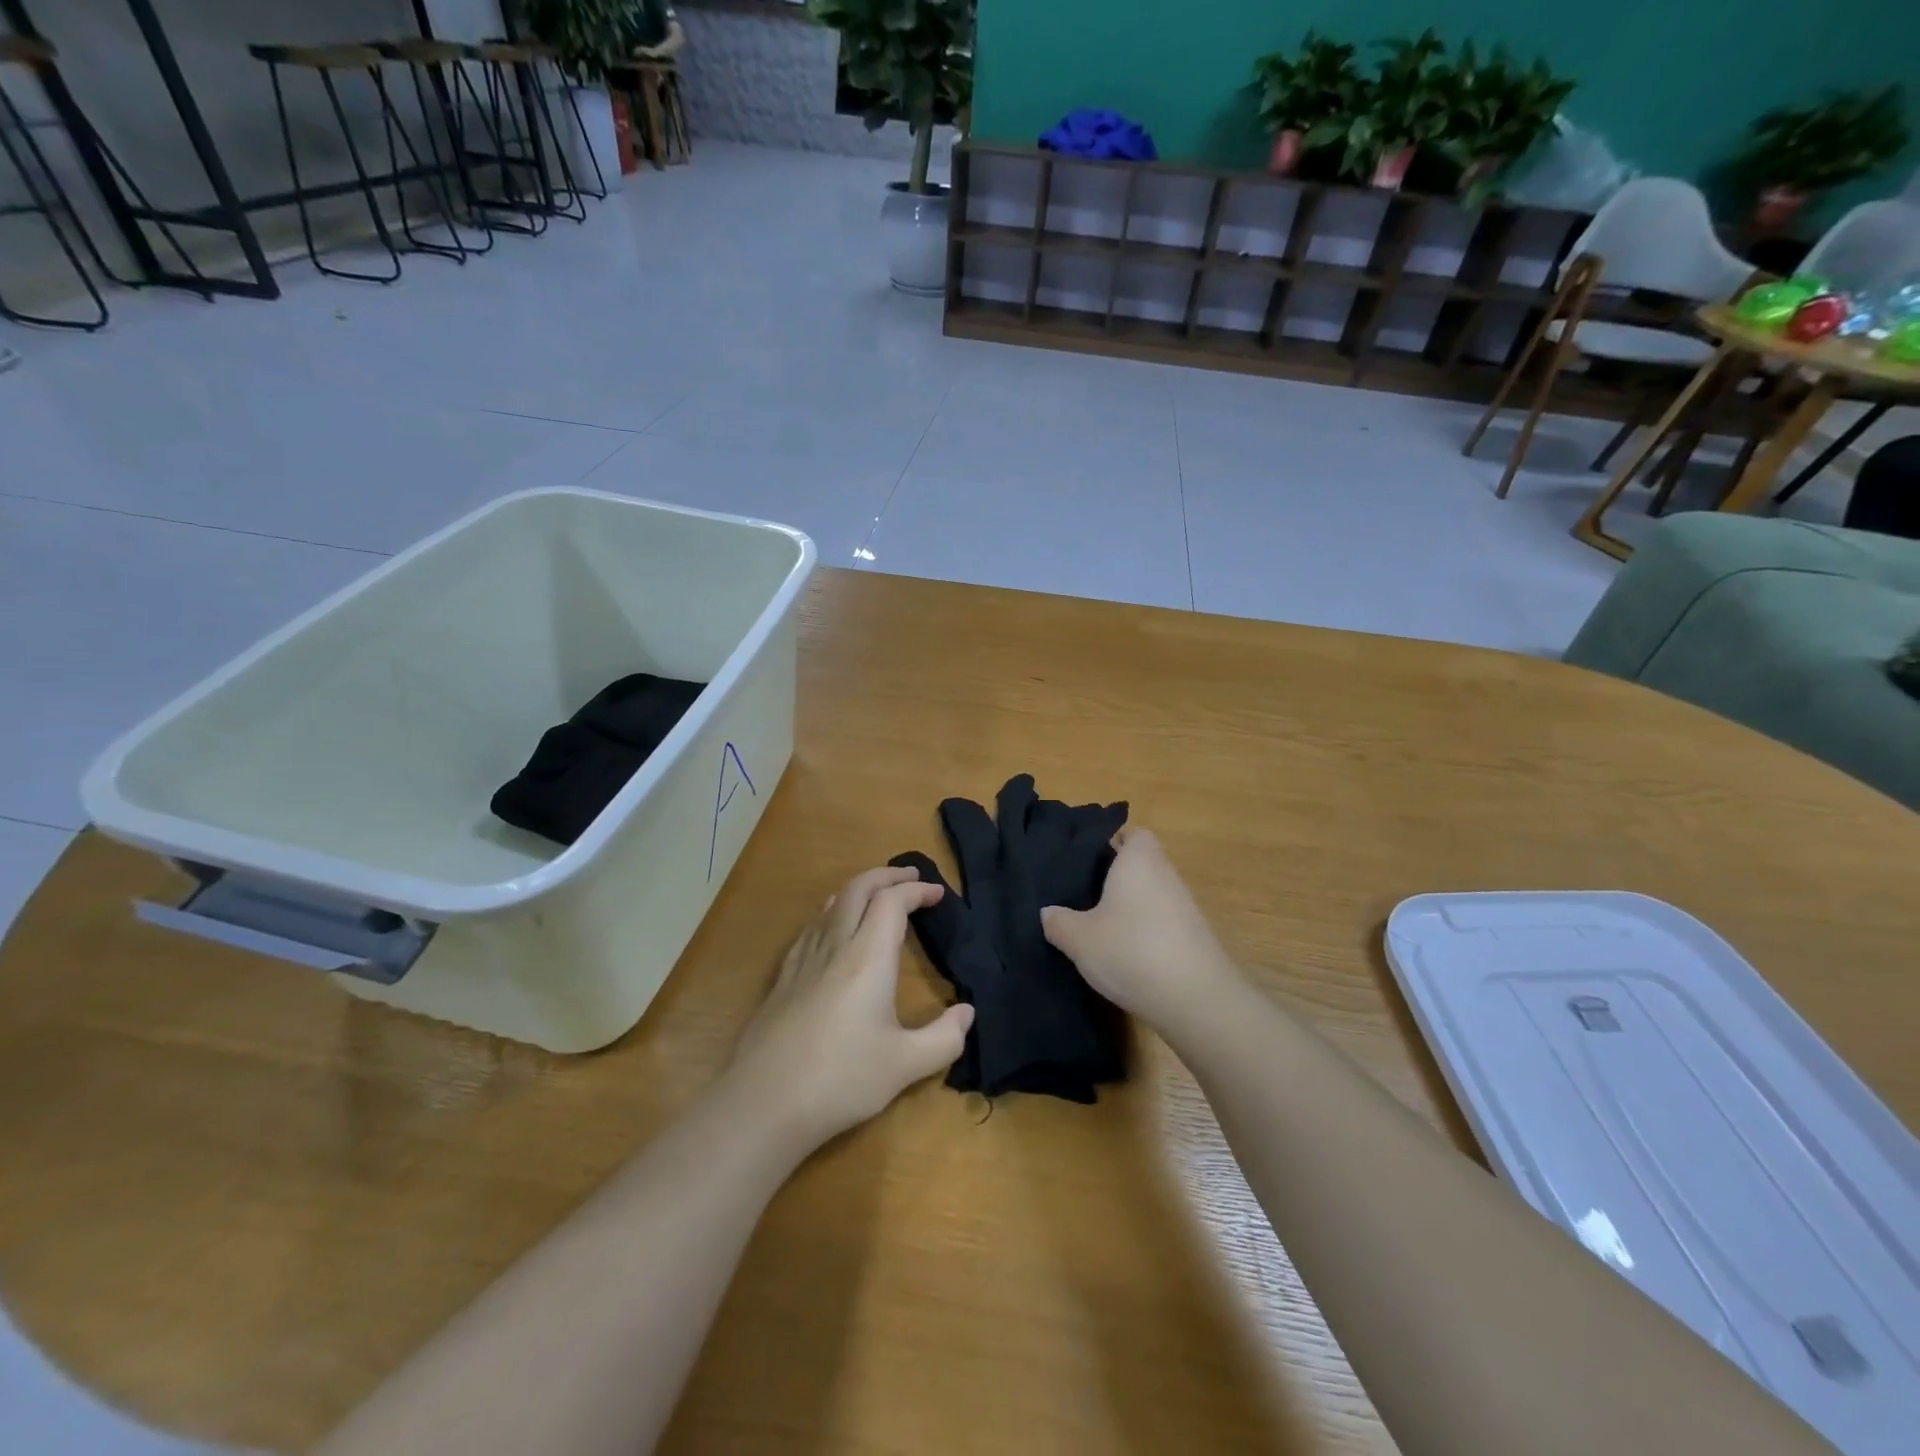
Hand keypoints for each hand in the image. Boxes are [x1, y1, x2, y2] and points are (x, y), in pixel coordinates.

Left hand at [729, 867, 974, 1151]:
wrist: (764, 1103)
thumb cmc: (842, 1079)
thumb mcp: (906, 1065)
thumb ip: (944, 1038)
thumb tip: (968, 1013)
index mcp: (868, 956)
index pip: (893, 902)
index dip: (917, 890)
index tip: (938, 894)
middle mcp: (835, 945)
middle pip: (859, 888)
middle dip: (887, 875)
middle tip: (911, 878)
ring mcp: (804, 959)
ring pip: (832, 903)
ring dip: (859, 888)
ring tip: (877, 895)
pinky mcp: (783, 977)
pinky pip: (812, 926)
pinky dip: (833, 911)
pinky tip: (833, 929)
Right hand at [1040, 828, 1243, 1033]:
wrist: (1196, 1000)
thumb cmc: (1131, 950)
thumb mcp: (1078, 938)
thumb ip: (1058, 921)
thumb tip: (1048, 912)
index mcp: (1139, 860)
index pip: (1131, 834)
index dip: (1111, 841)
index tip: (1085, 859)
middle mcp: (1166, 875)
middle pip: (1140, 864)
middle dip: (1114, 877)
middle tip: (1081, 893)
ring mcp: (1185, 907)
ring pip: (1151, 895)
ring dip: (1130, 907)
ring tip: (1097, 926)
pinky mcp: (1193, 938)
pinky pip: (1162, 922)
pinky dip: (1145, 931)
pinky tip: (1124, 953)